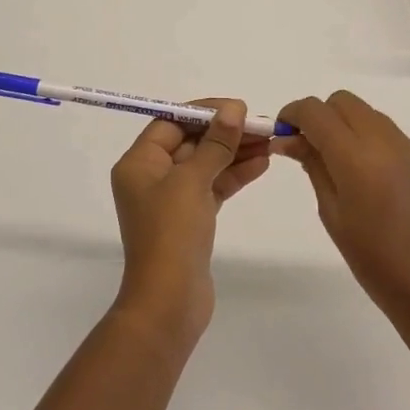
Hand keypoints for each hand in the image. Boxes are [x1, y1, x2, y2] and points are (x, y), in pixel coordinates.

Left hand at [108, 99, 270, 347]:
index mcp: (139, 163)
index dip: (205, 112)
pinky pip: (213, 187)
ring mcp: (171, 200)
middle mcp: (151, 177)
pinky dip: (234, 175)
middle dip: (226, 133)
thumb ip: (215, 143)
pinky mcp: (190, 219)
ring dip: (235, 153)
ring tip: (270, 143)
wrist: (169, 302)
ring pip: (206, 165)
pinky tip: (261, 165)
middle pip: (191, 142)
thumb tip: (233, 109)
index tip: (238, 108)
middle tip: (262, 125)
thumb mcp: (192, 181)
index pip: (171, 123)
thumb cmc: (171, 233)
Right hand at [276, 91, 409, 333]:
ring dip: (344, 124)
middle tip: (306, 148)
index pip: (316, 111)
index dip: (292, 114)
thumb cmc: (376, 263)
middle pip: (342, 101)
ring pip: (366, 113)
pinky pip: (387, 132)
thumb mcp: (333, 216)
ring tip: (335, 163)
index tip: (282, 134)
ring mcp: (409, 149)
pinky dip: (367, 138)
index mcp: (357, 158)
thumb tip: (290, 139)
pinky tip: (365, 176)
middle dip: (319, 115)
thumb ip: (314, 168)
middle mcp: (385, 142)